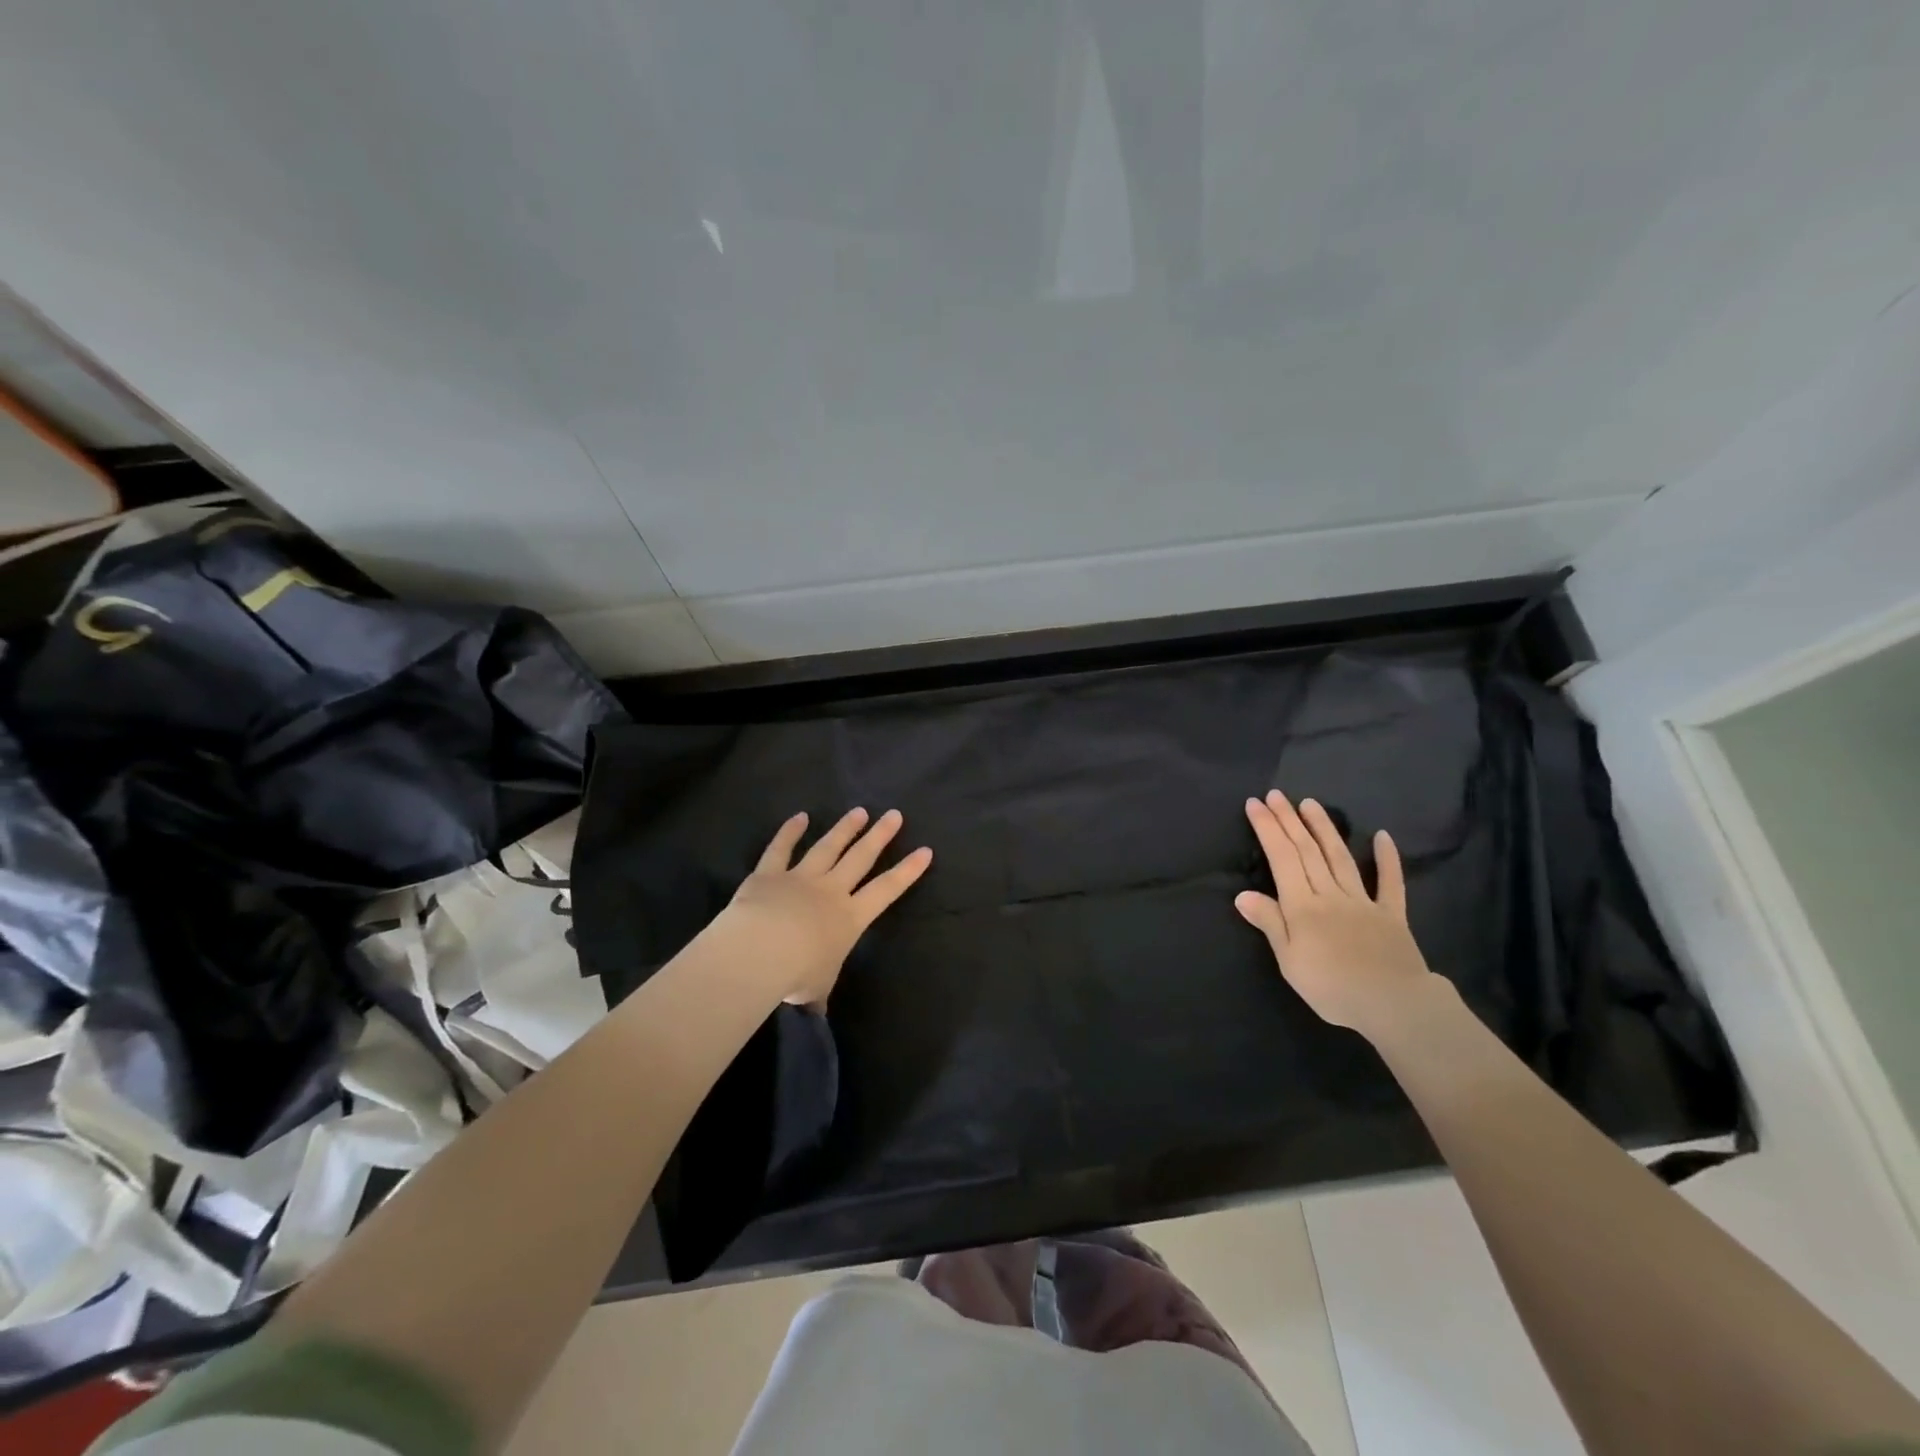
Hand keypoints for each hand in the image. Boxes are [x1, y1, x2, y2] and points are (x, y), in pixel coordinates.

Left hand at [709, 808, 933, 1006]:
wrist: (761, 951)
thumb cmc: (797, 975)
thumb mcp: (816, 990)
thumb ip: (819, 994)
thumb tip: (817, 1015)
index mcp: (850, 918)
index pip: (887, 891)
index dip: (908, 871)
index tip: (925, 850)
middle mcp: (830, 891)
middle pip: (861, 858)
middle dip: (879, 836)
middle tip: (894, 815)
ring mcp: (800, 878)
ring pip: (828, 847)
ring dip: (844, 829)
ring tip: (859, 811)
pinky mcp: (769, 874)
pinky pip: (780, 848)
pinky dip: (789, 831)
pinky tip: (800, 816)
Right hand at [1234, 791, 1438, 1037]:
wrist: (1394, 1005)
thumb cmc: (1332, 987)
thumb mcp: (1289, 961)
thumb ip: (1270, 923)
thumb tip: (1242, 894)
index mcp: (1302, 906)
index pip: (1281, 858)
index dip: (1268, 829)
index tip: (1256, 804)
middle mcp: (1330, 894)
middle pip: (1307, 851)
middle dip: (1289, 821)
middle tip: (1277, 795)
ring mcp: (1363, 901)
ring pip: (1340, 858)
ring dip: (1324, 828)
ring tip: (1311, 804)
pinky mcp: (1391, 914)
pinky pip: (1390, 883)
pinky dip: (1387, 859)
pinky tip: (1383, 837)